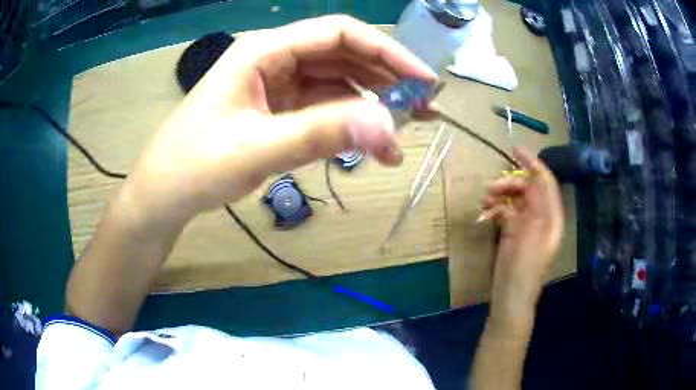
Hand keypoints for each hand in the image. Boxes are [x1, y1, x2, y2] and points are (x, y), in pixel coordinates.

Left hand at [124, 15, 435, 225]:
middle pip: (344, 57)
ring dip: (372, 107)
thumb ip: (320, 133)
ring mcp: (277, 85)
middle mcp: (275, 59)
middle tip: (425, 111)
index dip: (387, 51)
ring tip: (403, 138)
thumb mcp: (255, 148)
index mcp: (264, 51)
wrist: (165, 193)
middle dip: (387, 81)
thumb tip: (388, 126)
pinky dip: (350, 125)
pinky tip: (370, 147)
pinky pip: (324, 109)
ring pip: (338, 84)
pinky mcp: (278, 111)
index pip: (339, 33)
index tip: (423, 80)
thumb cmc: (195, 165)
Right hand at [481, 147, 563, 322]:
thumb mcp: (532, 234)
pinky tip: (486, 213)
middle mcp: (541, 217)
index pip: (545, 182)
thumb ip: (537, 204)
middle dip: (510, 183)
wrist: (510, 296)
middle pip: (528, 189)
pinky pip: (506, 212)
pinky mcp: (514, 233)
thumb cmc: (523, 268)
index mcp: (551, 216)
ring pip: (515, 199)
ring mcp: (527, 226)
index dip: (533, 164)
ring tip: (484, 201)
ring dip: (501, 196)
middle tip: (490, 188)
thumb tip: (536, 178)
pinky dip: (496, 209)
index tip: (515, 150)